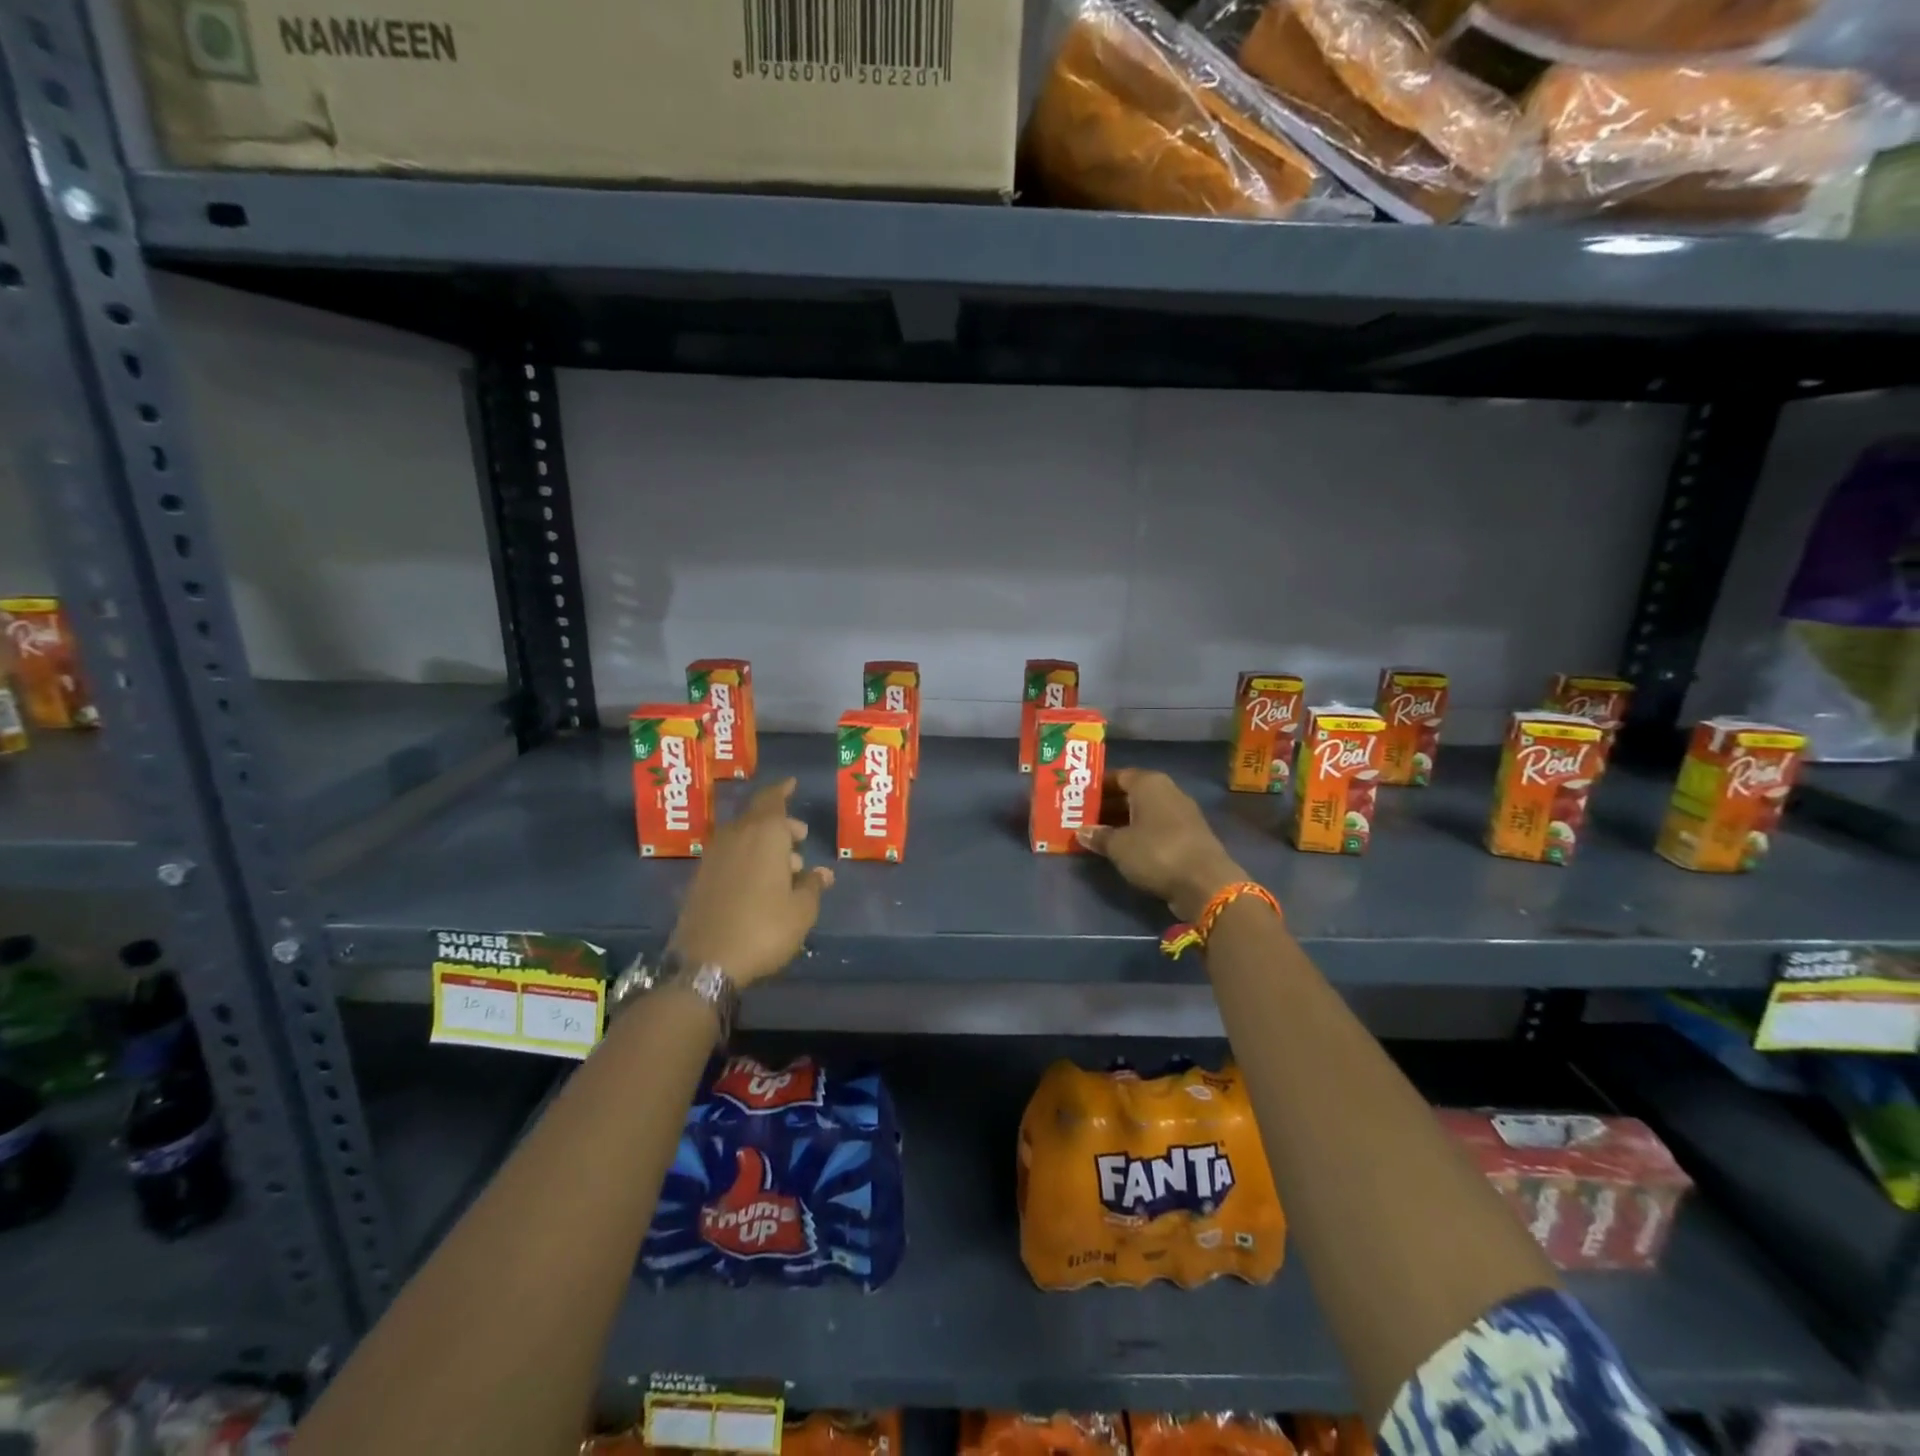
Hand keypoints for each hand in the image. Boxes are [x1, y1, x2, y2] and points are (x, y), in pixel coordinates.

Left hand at [669, 779, 833, 986]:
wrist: (706, 963)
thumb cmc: (764, 929)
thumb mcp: (801, 910)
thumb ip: (812, 886)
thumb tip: (821, 873)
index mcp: (764, 834)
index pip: (772, 799)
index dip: (782, 790)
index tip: (792, 783)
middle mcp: (735, 837)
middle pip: (758, 817)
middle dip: (780, 823)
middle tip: (800, 838)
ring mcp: (713, 858)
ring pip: (743, 837)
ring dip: (764, 843)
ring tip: (786, 867)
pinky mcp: (700, 879)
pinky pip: (730, 856)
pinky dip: (747, 858)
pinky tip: (760, 882)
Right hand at [1077, 767, 1246, 922]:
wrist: (1205, 883)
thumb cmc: (1156, 852)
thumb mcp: (1118, 846)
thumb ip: (1098, 836)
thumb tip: (1081, 832)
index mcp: (1149, 783)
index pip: (1117, 775)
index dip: (1097, 787)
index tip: (1078, 799)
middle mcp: (1167, 791)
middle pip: (1131, 793)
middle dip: (1107, 805)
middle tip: (1083, 818)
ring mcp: (1181, 814)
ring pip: (1144, 812)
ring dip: (1122, 821)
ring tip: (1099, 835)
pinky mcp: (1189, 835)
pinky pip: (1156, 828)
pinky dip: (1139, 834)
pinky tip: (1124, 848)